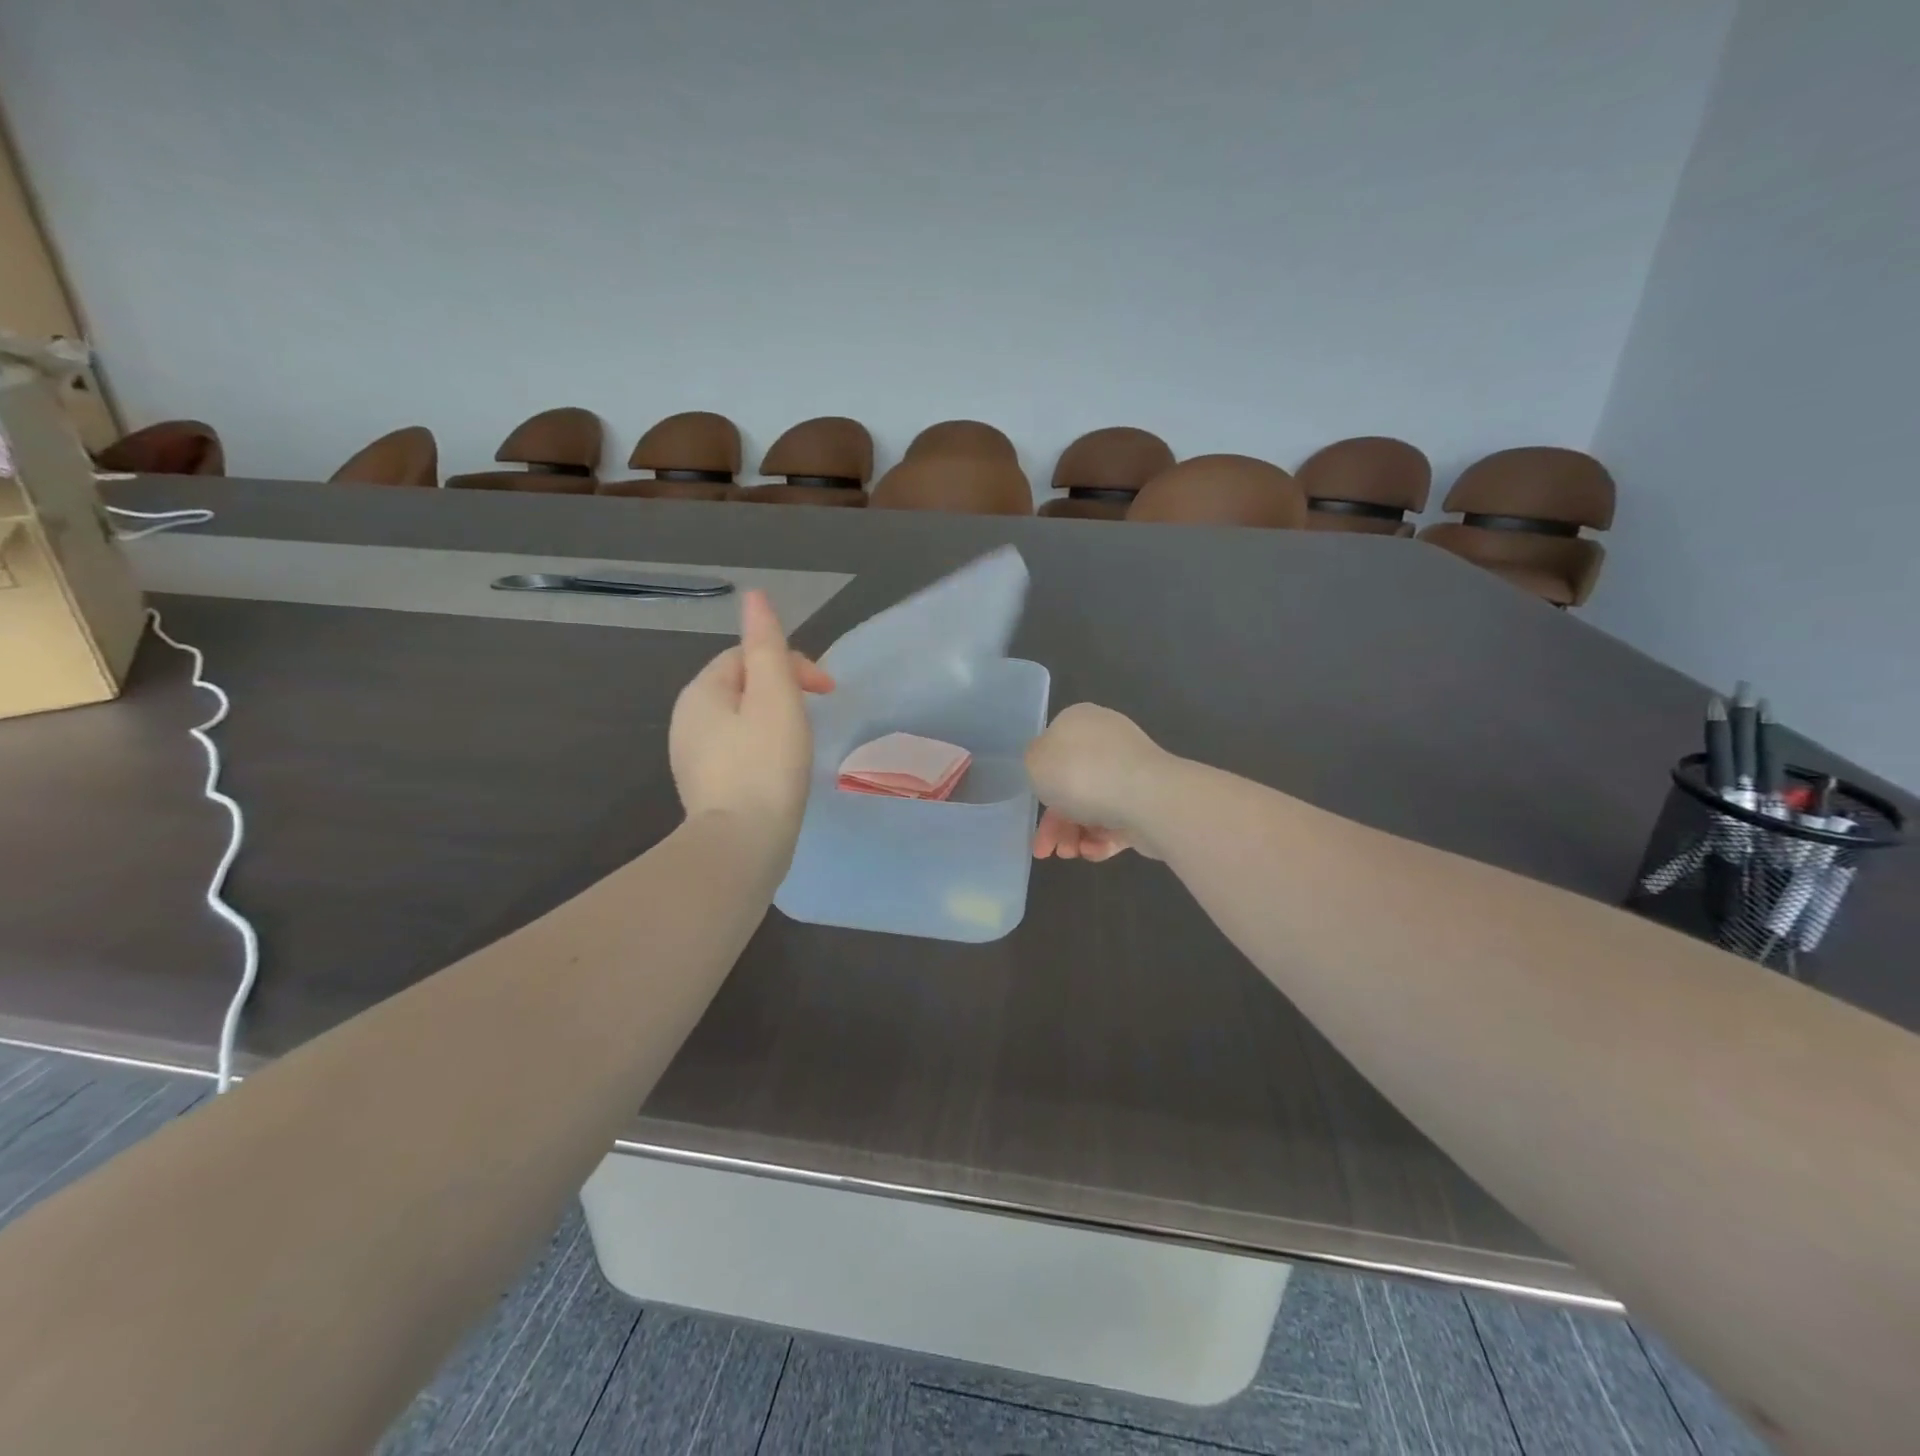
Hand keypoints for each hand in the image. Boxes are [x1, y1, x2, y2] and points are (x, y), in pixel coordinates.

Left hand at [669, 590, 833, 852]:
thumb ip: (767, 644)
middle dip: (782, 691)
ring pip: (741, 720)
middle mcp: (687, 719)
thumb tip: (754, 596)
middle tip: (817, 715)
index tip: (826, 690)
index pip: (747, 656)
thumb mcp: (775, 696)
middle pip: (743, 686)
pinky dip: (763, 749)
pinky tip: (781, 770)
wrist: (742, 846)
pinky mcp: (706, 787)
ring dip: (775, 720)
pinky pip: (737, 751)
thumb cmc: (765, 765)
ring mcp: (692, 756)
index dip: (791, 663)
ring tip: (803, 743)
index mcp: (702, 692)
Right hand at [1026, 703, 1170, 861]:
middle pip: (1073, 784)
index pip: (1055, 748)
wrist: (1146, 798)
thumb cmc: (1080, 774)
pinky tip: (1092, 851)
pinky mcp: (1149, 801)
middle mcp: (1108, 742)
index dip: (1041, 780)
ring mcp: (1131, 772)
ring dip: (1075, 833)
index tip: (1035, 805)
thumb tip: (1048, 766)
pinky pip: (1118, 821)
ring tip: (1071, 854)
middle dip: (1056, 821)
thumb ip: (1035, 762)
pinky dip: (1102, 838)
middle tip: (1046, 849)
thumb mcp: (1036, 761)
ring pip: (1094, 806)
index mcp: (1081, 722)